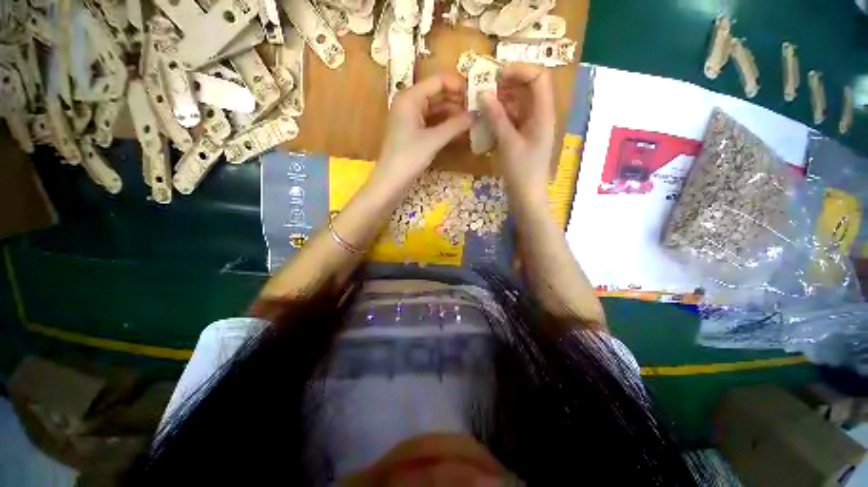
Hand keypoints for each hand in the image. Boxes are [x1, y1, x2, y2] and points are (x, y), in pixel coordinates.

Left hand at [375, 74, 474, 184]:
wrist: (390, 181)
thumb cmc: (409, 157)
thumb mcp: (434, 140)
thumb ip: (456, 125)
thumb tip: (477, 114)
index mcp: (410, 97)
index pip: (438, 81)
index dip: (458, 85)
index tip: (477, 95)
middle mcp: (409, 103)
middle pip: (437, 94)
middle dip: (457, 101)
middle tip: (477, 110)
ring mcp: (410, 119)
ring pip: (435, 109)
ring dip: (453, 114)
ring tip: (472, 121)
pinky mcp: (412, 132)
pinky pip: (431, 122)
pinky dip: (444, 126)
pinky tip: (459, 131)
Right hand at [480, 64, 555, 202]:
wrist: (527, 196)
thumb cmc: (522, 171)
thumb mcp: (508, 143)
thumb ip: (496, 117)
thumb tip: (483, 93)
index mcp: (544, 114)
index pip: (538, 78)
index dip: (520, 70)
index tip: (497, 75)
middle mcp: (539, 116)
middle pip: (527, 89)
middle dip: (506, 85)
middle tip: (484, 88)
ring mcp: (530, 127)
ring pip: (517, 104)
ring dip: (500, 101)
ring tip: (481, 103)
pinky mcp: (522, 137)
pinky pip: (511, 119)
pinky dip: (499, 116)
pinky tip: (486, 119)